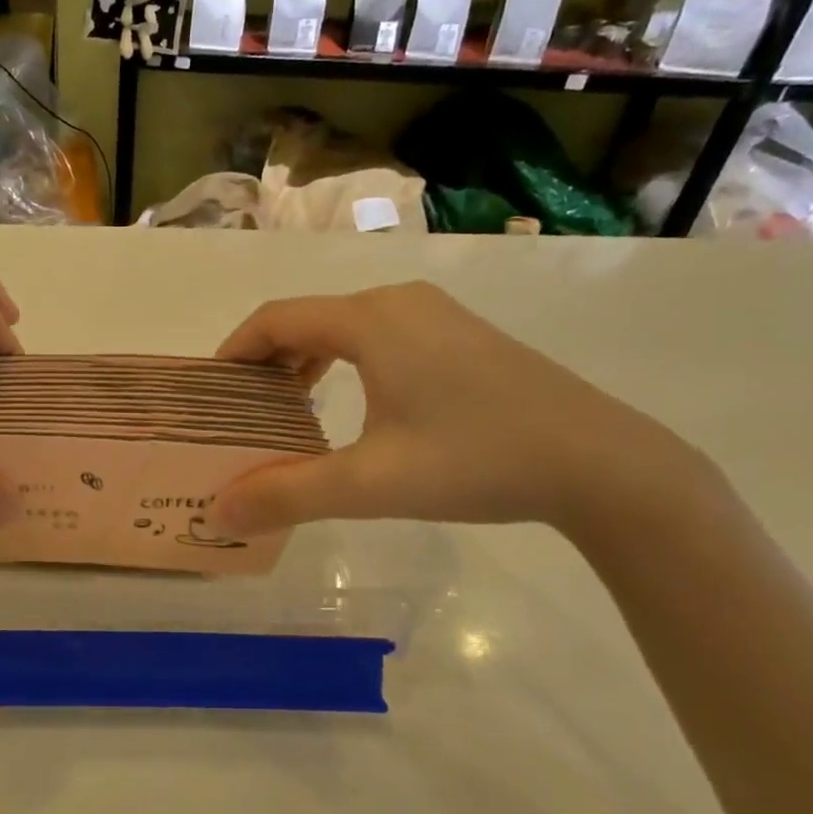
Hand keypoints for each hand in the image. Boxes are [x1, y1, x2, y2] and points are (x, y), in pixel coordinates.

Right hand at [208, 283, 696, 535]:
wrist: (602, 464)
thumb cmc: (477, 461)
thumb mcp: (372, 484)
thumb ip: (288, 494)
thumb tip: (221, 511)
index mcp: (370, 320)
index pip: (275, 318)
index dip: (234, 350)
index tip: (210, 391)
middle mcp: (399, 302)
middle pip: (308, 318)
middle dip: (267, 360)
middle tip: (244, 410)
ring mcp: (437, 314)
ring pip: (346, 326)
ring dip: (307, 361)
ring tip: (289, 409)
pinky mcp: (463, 335)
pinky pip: (381, 335)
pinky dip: (347, 361)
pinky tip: (353, 405)